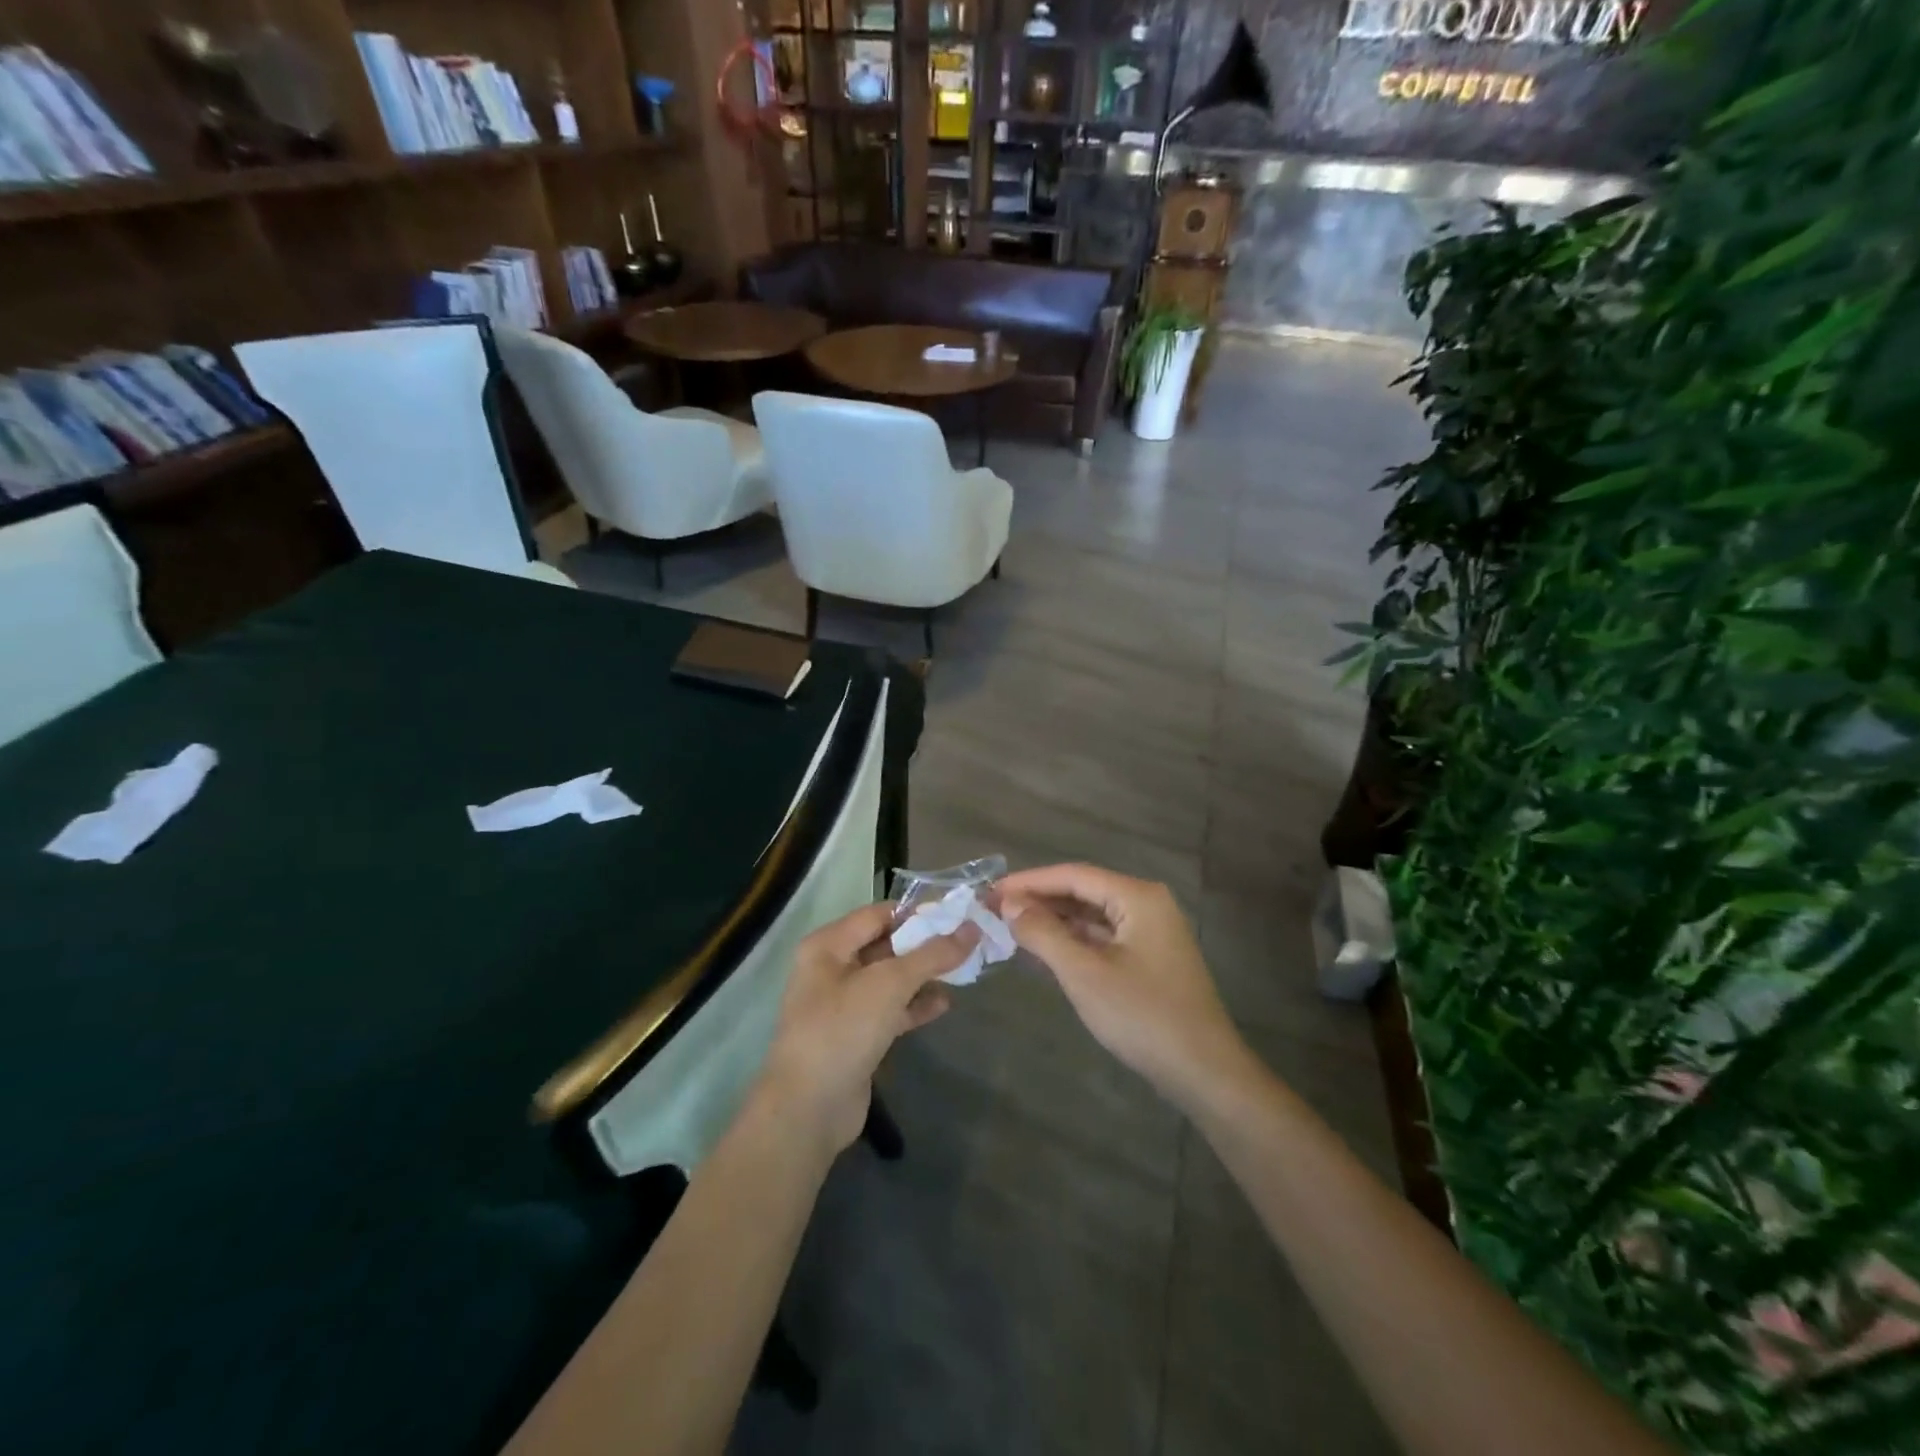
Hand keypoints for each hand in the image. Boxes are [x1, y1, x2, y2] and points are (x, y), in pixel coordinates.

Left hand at [754, 902, 977, 1157]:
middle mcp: (831, 968)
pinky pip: (890, 1009)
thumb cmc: (843, 1029)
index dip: (917, 912)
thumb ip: (932, 954)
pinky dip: (915, 1005)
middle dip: (924, 944)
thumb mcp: (890, 983)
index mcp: (828, 945)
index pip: (879, 914)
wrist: (809, 1108)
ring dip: (923, 976)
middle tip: (967, 942)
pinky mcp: (855, 1036)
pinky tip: (944, 1004)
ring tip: (963, 971)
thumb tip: (971, 929)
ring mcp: (843, 1004)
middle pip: (885, 945)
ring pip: (890, 979)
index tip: (957, 914)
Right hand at [996, 863, 1249, 1111]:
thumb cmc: (1143, 1016)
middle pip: (1083, 890)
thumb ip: (1044, 934)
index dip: (1029, 881)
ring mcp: (1151, 931)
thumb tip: (1010, 905)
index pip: (1073, 875)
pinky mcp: (1149, 957)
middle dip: (1039, 900)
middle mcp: (1147, 904)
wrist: (1203, 1071)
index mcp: (1137, 896)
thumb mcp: (1084, 973)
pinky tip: (1045, 950)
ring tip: (1011, 927)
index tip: (991, 891)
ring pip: (1092, 915)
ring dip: (1054, 920)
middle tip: (994, 909)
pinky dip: (1073, 940)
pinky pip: (1103, 936)